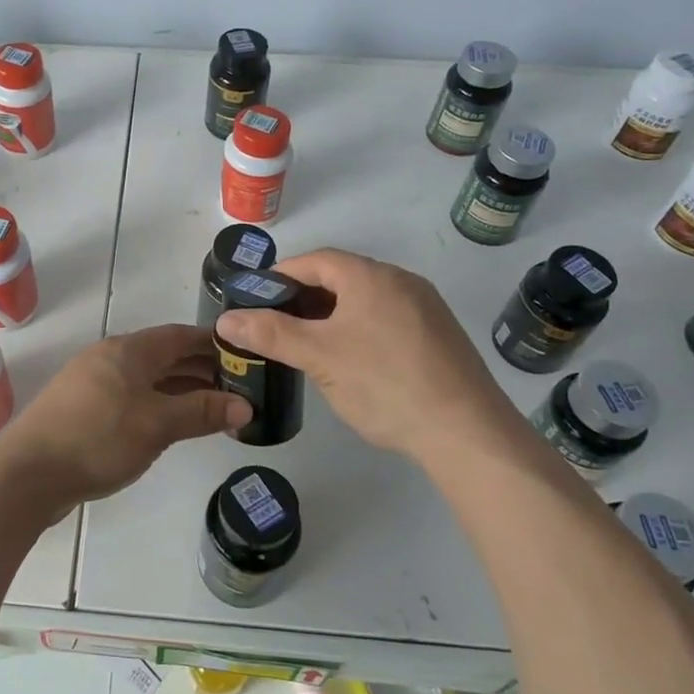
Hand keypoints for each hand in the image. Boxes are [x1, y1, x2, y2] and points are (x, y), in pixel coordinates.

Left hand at [0, 325, 252, 504]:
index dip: (212, 344)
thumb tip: (246, 405)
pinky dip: (156, 404)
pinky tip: (170, 425)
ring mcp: (93, 382)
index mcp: (129, 350)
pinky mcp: (83, 408)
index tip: (243, 357)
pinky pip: (131, 396)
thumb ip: (201, 412)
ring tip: (212, 408)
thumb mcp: (157, 424)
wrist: (28, 472)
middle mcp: (111, 357)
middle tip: (237, 388)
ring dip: (179, 389)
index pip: (179, 335)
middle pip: (164, 355)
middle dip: (200, 369)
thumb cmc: (98, 438)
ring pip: (147, 378)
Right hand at [213, 248, 517, 465]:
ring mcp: (425, 308)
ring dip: (332, 315)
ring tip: (307, 345)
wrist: (466, 432)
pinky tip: (352, 361)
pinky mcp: (439, 336)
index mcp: (370, 276)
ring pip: (365, 300)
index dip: (280, 276)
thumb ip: (270, 333)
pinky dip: (360, 329)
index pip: (315, 260)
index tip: (255, 299)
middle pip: (341, 277)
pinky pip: (388, 319)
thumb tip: (227, 319)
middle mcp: (401, 281)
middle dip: (304, 297)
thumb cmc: (384, 383)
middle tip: (276, 325)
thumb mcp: (318, 357)